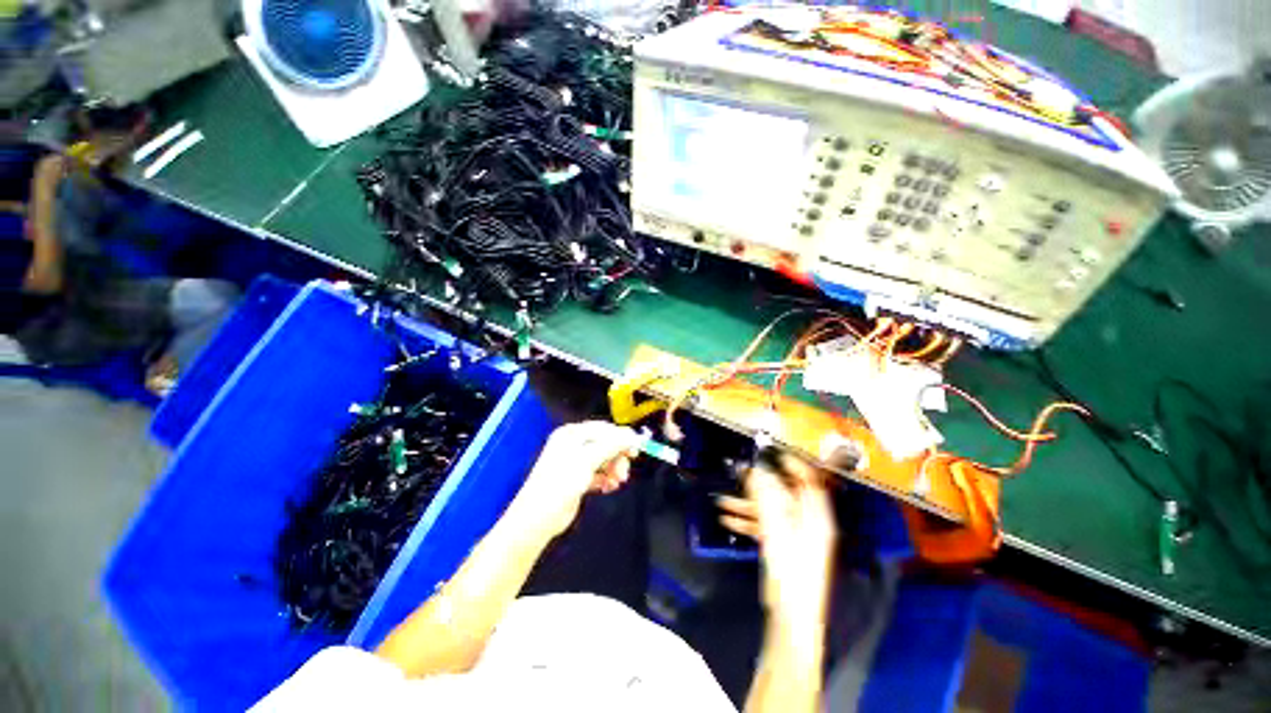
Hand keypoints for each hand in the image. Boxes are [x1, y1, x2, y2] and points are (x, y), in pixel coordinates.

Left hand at [505, 421, 641, 540]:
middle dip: (617, 456)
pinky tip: (609, 487)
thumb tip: (633, 435)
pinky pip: (598, 473)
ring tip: (617, 482)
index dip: (621, 437)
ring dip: (613, 469)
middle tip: (625, 471)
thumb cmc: (561, 482)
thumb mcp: (588, 459)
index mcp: (572, 434)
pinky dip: (606, 478)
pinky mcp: (577, 479)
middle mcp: (573, 445)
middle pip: (605, 444)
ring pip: (603, 459)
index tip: (637, 449)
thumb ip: (612, 445)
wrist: (538, 517)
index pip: (603, 429)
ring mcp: (574, 462)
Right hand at [718, 453, 836, 631]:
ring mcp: (796, 534)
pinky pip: (765, 525)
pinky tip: (727, 519)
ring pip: (770, 509)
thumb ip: (766, 496)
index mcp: (815, 515)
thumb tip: (755, 468)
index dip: (791, 463)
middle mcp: (808, 521)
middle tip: (738, 472)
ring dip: (746, 503)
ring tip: (721, 500)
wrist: (791, 617)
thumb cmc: (789, 571)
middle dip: (759, 483)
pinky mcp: (784, 546)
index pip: (808, 479)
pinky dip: (747, 520)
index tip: (770, 451)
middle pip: (785, 492)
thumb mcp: (776, 528)